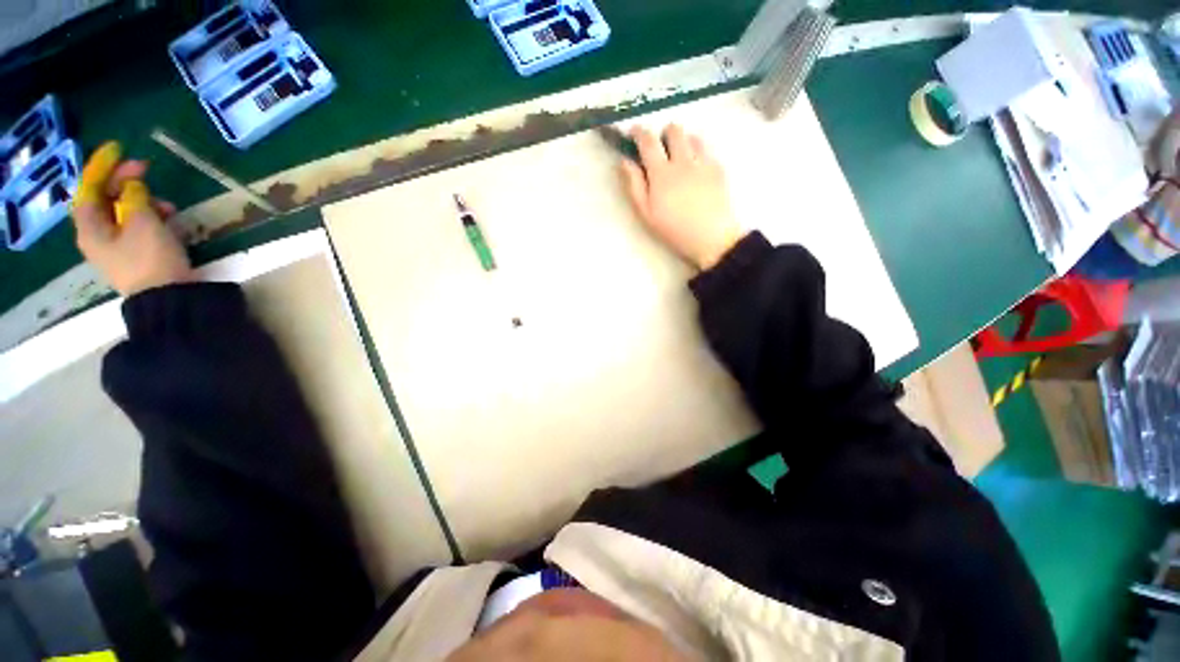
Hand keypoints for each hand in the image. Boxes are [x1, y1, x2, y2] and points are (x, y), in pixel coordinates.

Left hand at [72, 142, 192, 296]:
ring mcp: (118, 247)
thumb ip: (134, 197)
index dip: (101, 166)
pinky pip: (139, 227)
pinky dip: (152, 217)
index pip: (89, 188)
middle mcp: (99, 235)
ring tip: (167, 203)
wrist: (168, 297)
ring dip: (144, 201)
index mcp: (91, 226)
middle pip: (106, 199)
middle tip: (146, 169)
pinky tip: (169, 218)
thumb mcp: (142, 221)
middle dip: (126, 182)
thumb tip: (132, 185)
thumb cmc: (150, 257)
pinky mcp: (137, 255)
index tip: (119, 149)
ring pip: (125, 213)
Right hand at [619, 124, 744, 269]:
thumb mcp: (646, 213)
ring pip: (692, 136)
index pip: (648, 141)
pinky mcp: (719, 168)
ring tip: (680, 158)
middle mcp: (683, 161)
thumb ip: (634, 185)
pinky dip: (698, 152)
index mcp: (662, 173)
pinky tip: (696, 170)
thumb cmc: (674, 230)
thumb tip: (625, 161)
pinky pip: (707, 149)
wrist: (712, 238)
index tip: (633, 132)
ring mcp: (704, 162)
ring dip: (683, 141)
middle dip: (664, 134)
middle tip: (660, 149)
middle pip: (674, 130)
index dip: (638, 132)